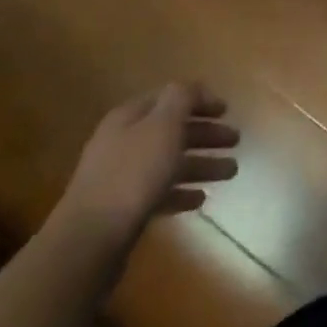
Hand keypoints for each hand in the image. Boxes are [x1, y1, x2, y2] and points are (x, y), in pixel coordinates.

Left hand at [51, 84, 239, 252]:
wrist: (89, 240)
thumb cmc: (133, 174)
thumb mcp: (163, 126)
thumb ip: (181, 99)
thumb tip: (192, 87)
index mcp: (130, 117)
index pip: (170, 97)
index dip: (199, 100)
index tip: (227, 110)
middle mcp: (124, 142)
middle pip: (172, 130)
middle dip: (205, 133)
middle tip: (236, 140)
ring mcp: (121, 177)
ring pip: (169, 163)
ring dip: (201, 164)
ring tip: (231, 172)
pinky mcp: (123, 209)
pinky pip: (159, 193)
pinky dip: (181, 192)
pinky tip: (200, 199)